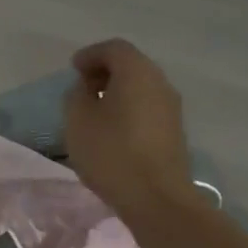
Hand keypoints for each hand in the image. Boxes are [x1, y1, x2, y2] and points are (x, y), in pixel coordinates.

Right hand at [64, 39, 202, 226]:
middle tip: (82, 87)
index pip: (114, 48)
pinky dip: (129, 108)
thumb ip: (77, 95)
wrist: (156, 198)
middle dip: (105, 71)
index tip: (73, 69)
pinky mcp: (174, 131)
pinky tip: (113, 129)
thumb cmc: (112, 153)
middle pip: (131, 65)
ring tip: (94, 110)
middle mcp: (159, 82)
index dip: (90, 54)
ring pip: (141, 87)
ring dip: (117, 92)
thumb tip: (86, 88)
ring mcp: (171, 108)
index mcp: (137, 72)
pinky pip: (147, 107)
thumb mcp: (78, 120)